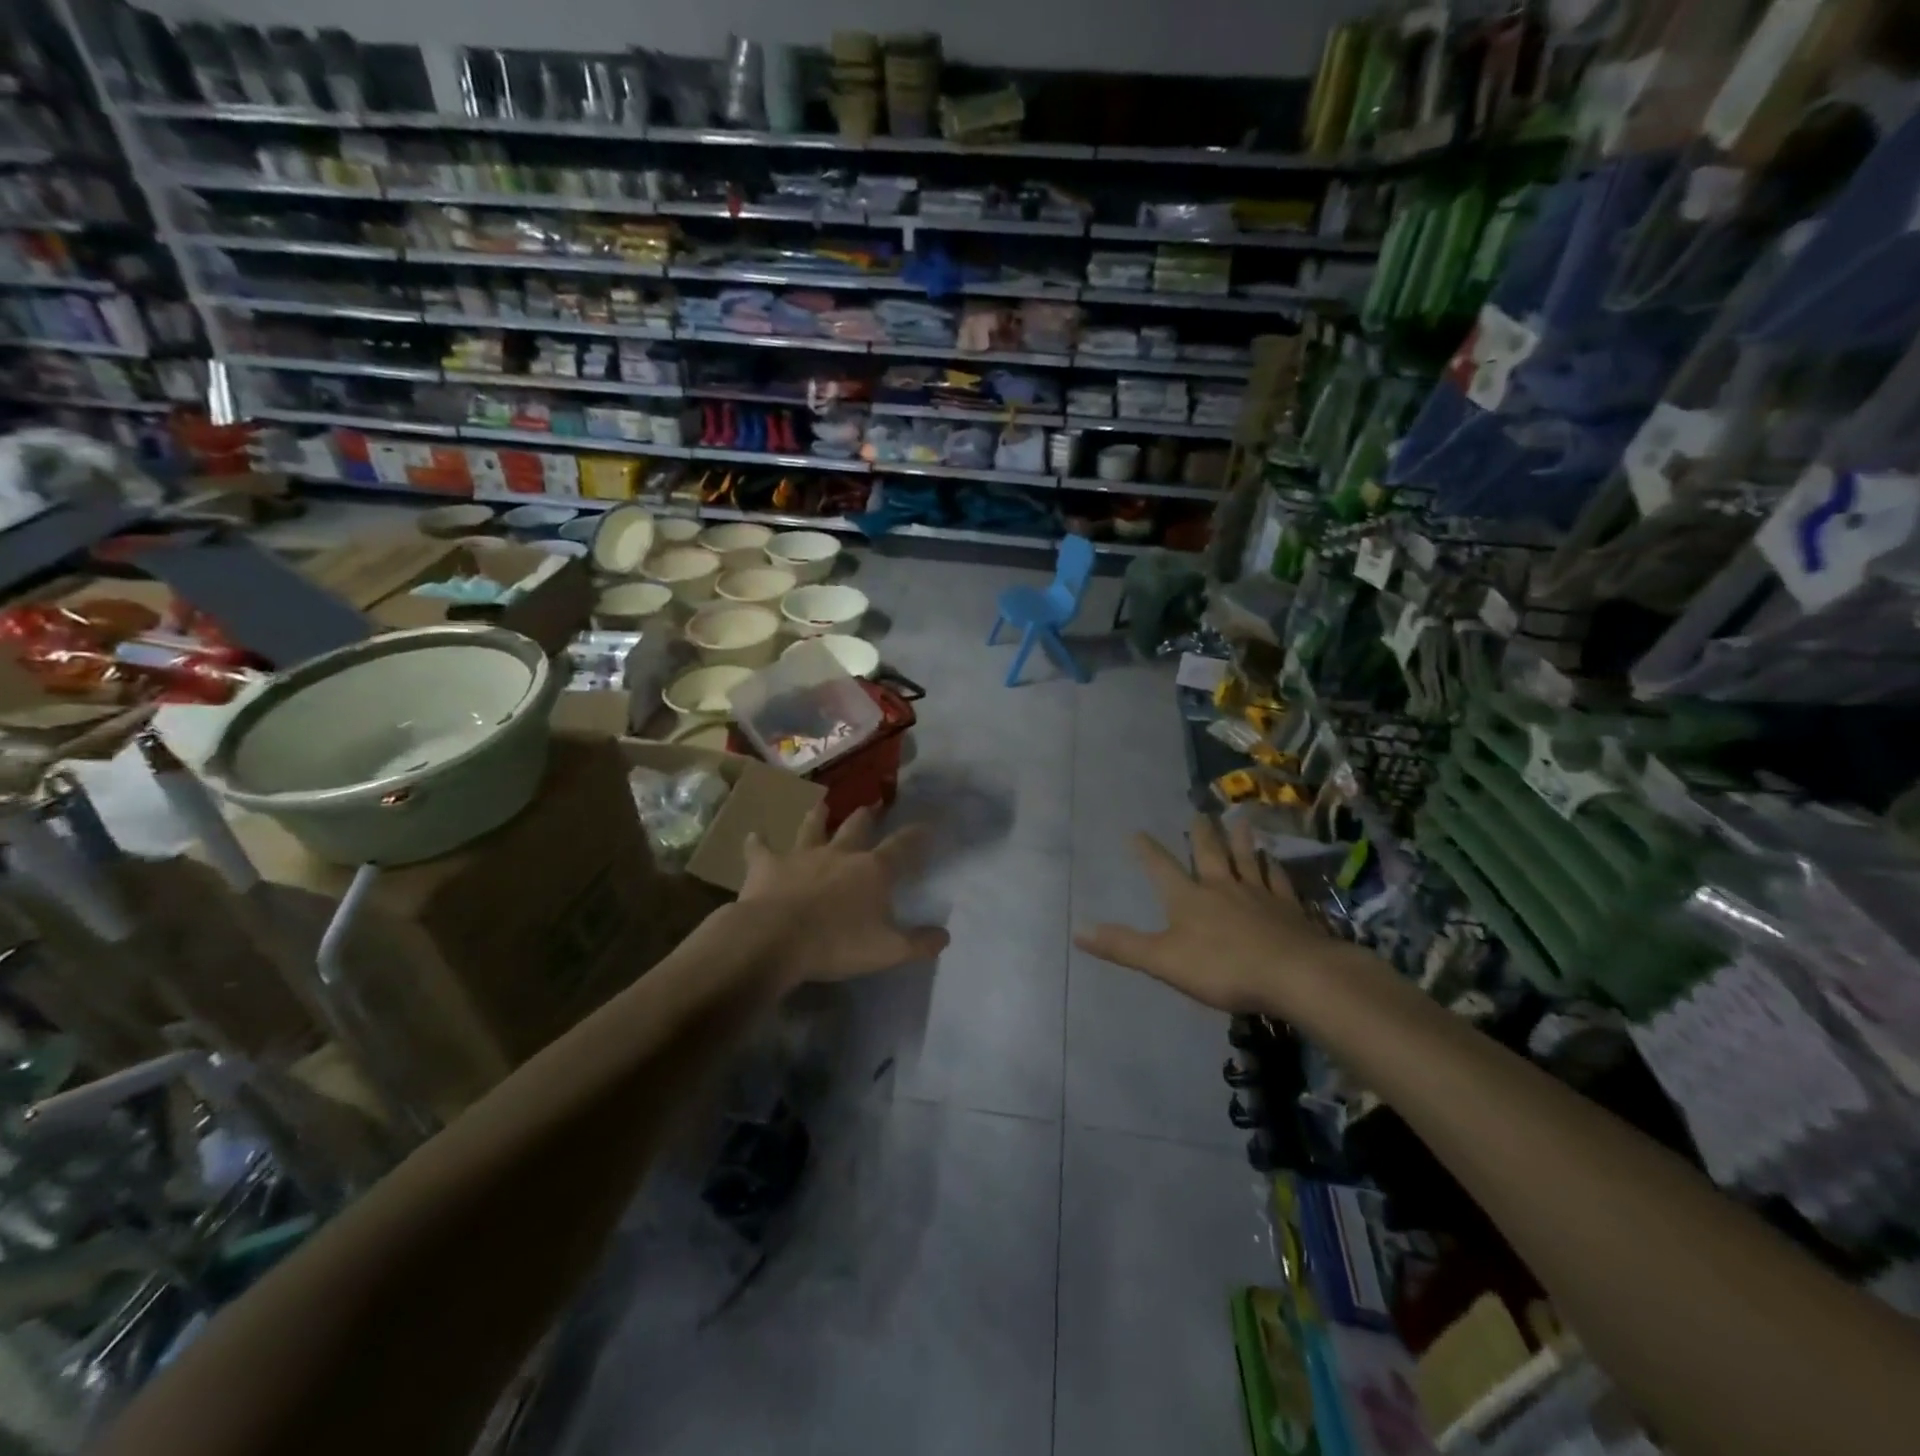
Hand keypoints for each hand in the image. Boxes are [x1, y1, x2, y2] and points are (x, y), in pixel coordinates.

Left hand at [739, 804, 949, 988]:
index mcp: (872, 870)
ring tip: (820, 804)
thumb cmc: (836, 944)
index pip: (903, 847)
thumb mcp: (887, 951)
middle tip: (872, 805)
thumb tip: (945, 936)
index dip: (917, 835)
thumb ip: (918, 943)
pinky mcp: (768, 866)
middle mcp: (839, 853)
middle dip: (867, 816)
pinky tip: (753, 836)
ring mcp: (802, 855)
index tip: (927, 825)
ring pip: (812, 828)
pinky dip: (757, 843)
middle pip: (857, 827)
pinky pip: (761, 850)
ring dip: (817, 816)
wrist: (776, 938)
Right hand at [1074, 814, 1344, 1014]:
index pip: (1162, 868)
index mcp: (1189, 899)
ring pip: (1247, 860)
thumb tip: (1077, 930)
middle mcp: (1222, 888)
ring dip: (1241, 840)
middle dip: (1201, 835)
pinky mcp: (1289, 910)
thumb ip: (1122, 945)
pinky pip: (1279, 881)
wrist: (1295, 974)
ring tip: (1239, 819)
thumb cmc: (1223, 968)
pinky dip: (1275, 868)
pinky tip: (1275, 861)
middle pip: (1209, 855)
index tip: (1137, 831)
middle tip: (1199, 813)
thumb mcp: (1163, 960)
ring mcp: (1259, 896)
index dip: (1148, 851)